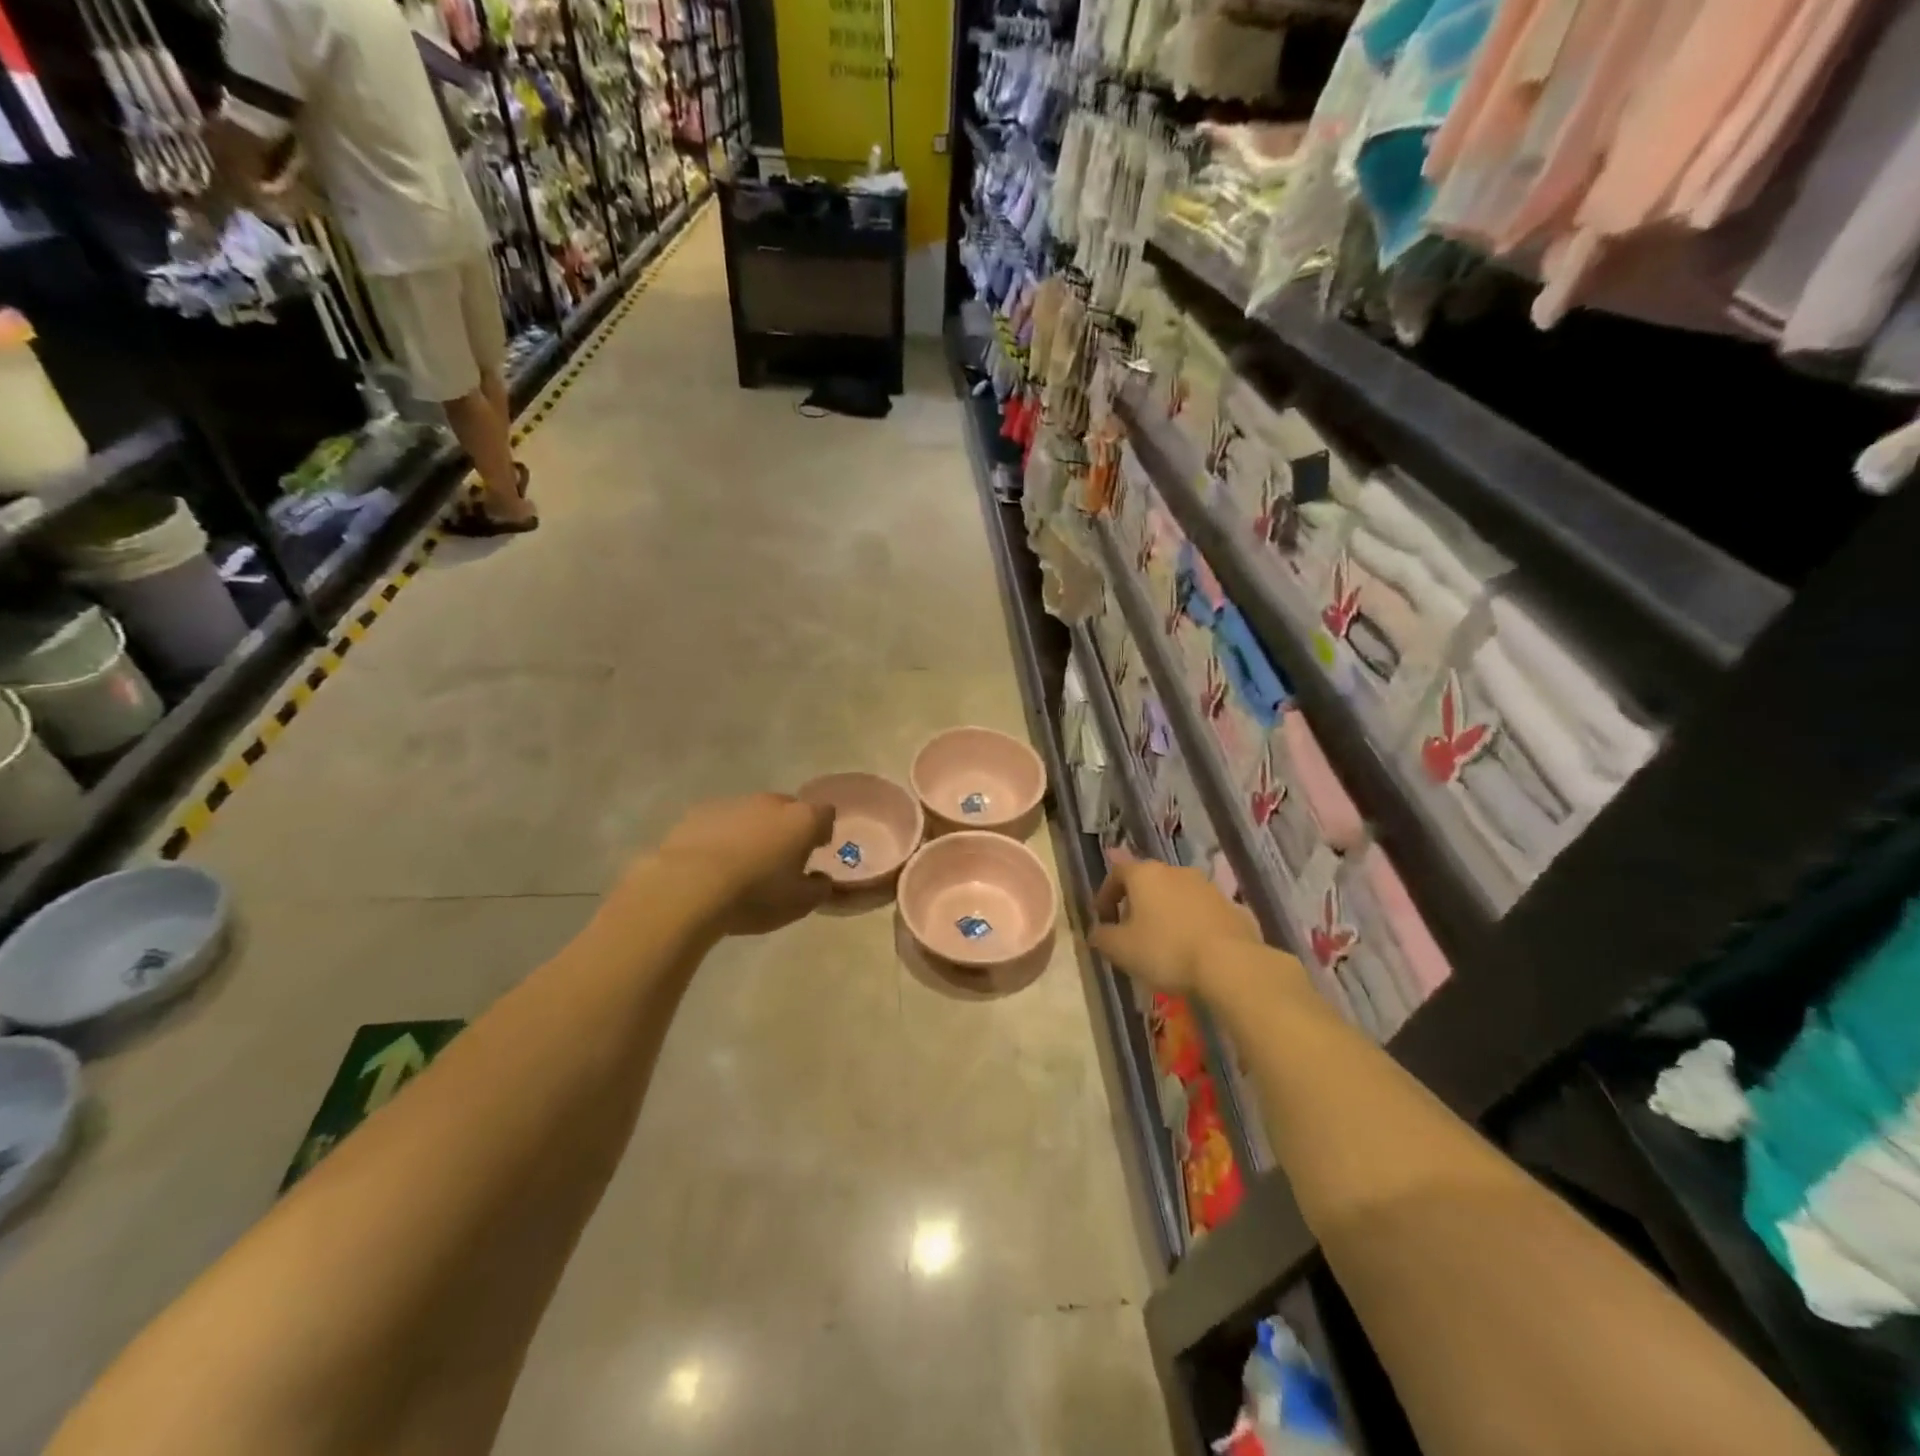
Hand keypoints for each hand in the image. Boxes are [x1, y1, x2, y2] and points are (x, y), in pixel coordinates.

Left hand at [652, 793, 834, 935]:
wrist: (687, 887)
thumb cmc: (755, 895)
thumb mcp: (799, 904)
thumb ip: (819, 889)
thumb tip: (821, 878)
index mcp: (802, 820)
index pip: (825, 814)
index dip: (822, 831)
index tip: (815, 850)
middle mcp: (771, 803)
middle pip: (788, 809)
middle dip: (787, 829)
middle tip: (779, 860)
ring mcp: (733, 803)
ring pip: (752, 814)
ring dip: (753, 832)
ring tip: (741, 864)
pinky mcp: (699, 812)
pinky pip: (720, 821)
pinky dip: (722, 836)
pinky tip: (711, 863)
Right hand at [1090, 860, 1261, 994]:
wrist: (1230, 964)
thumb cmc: (1165, 950)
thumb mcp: (1121, 949)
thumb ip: (1102, 937)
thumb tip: (1097, 932)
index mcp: (1145, 874)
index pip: (1117, 872)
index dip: (1106, 894)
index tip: (1103, 918)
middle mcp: (1176, 871)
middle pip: (1149, 882)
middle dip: (1137, 903)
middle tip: (1131, 931)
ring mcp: (1208, 887)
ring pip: (1178, 895)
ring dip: (1167, 913)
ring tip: (1164, 943)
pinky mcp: (1233, 907)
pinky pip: (1204, 912)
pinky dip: (1193, 925)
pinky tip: (1194, 949)